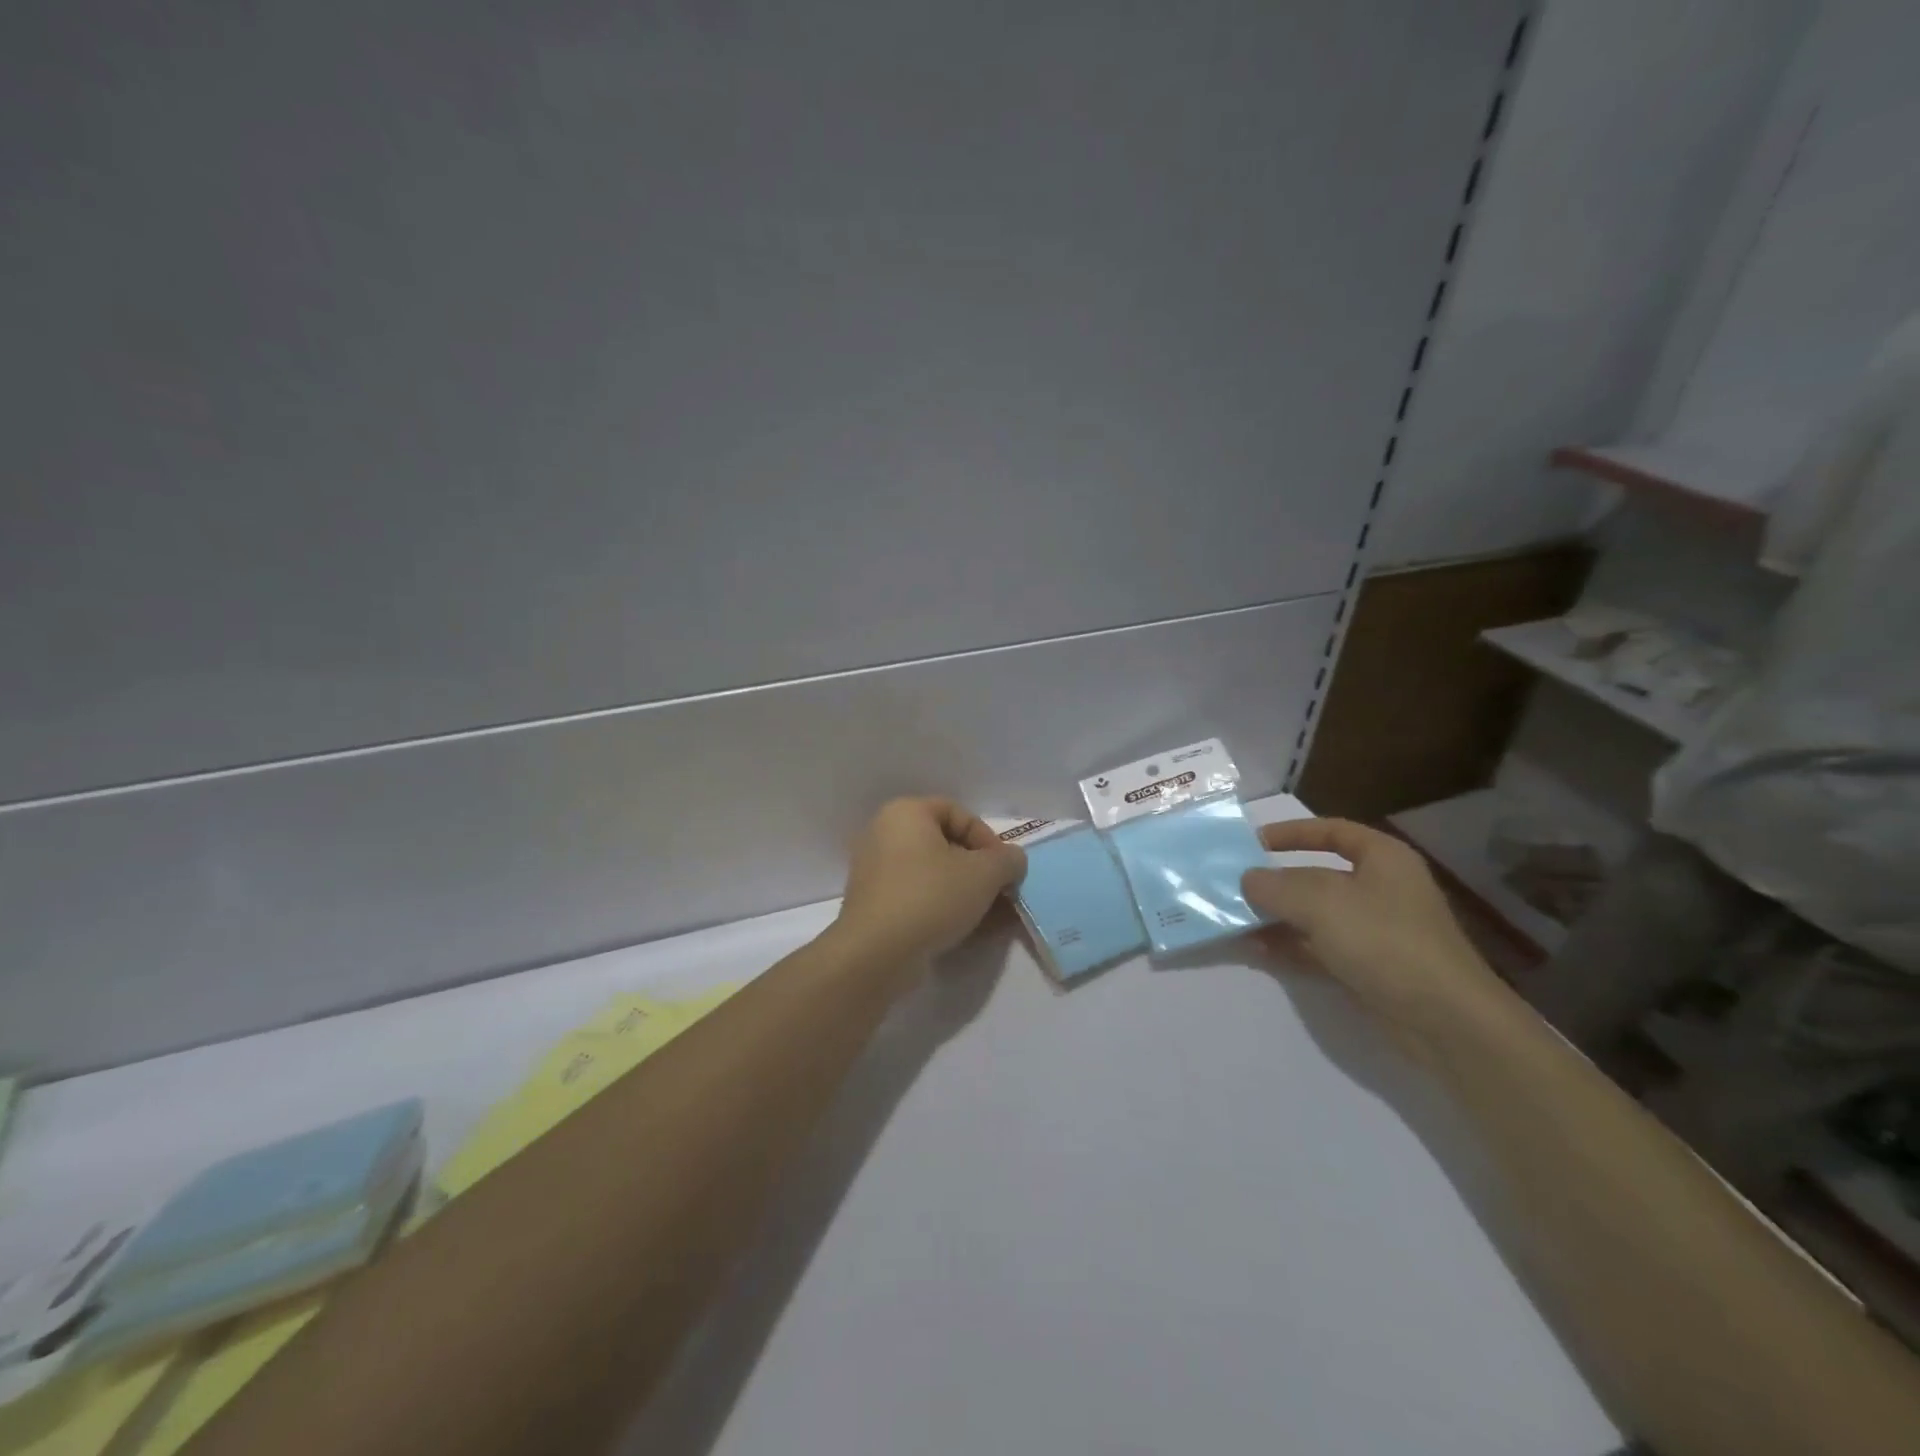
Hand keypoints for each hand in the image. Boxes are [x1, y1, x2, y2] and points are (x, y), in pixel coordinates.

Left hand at [834, 798, 1027, 962]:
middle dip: (979, 870)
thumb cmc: (931, 896)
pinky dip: (944, 908)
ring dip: (966, 892)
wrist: (876, 954)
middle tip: (1001, 893)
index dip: (988, 838)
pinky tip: (969, 930)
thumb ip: (1008, 860)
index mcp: (905, 813)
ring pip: (933, 875)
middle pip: (945, 845)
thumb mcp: (984, 874)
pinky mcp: (875, 906)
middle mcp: (884, 835)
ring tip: (992, 917)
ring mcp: (876, 873)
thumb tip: (1013, 860)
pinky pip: (918, 897)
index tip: (1004, 868)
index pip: (958, 812)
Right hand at [1241, 818, 1506, 1037]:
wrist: (1444, 1021)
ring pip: (1314, 916)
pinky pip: (1318, 949)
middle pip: (1317, 876)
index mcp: (1382, 859)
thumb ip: (1275, 886)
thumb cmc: (1384, 941)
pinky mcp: (1367, 968)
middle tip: (1232, 887)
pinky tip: (1255, 950)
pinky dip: (1288, 947)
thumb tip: (1247, 879)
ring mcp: (1374, 932)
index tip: (1252, 842)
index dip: (1292, 832)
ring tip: (1233, 922)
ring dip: (1275, 918)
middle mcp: (1380, 890)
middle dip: (1275, 883)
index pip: (1332, 832)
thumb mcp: (1320, 903)